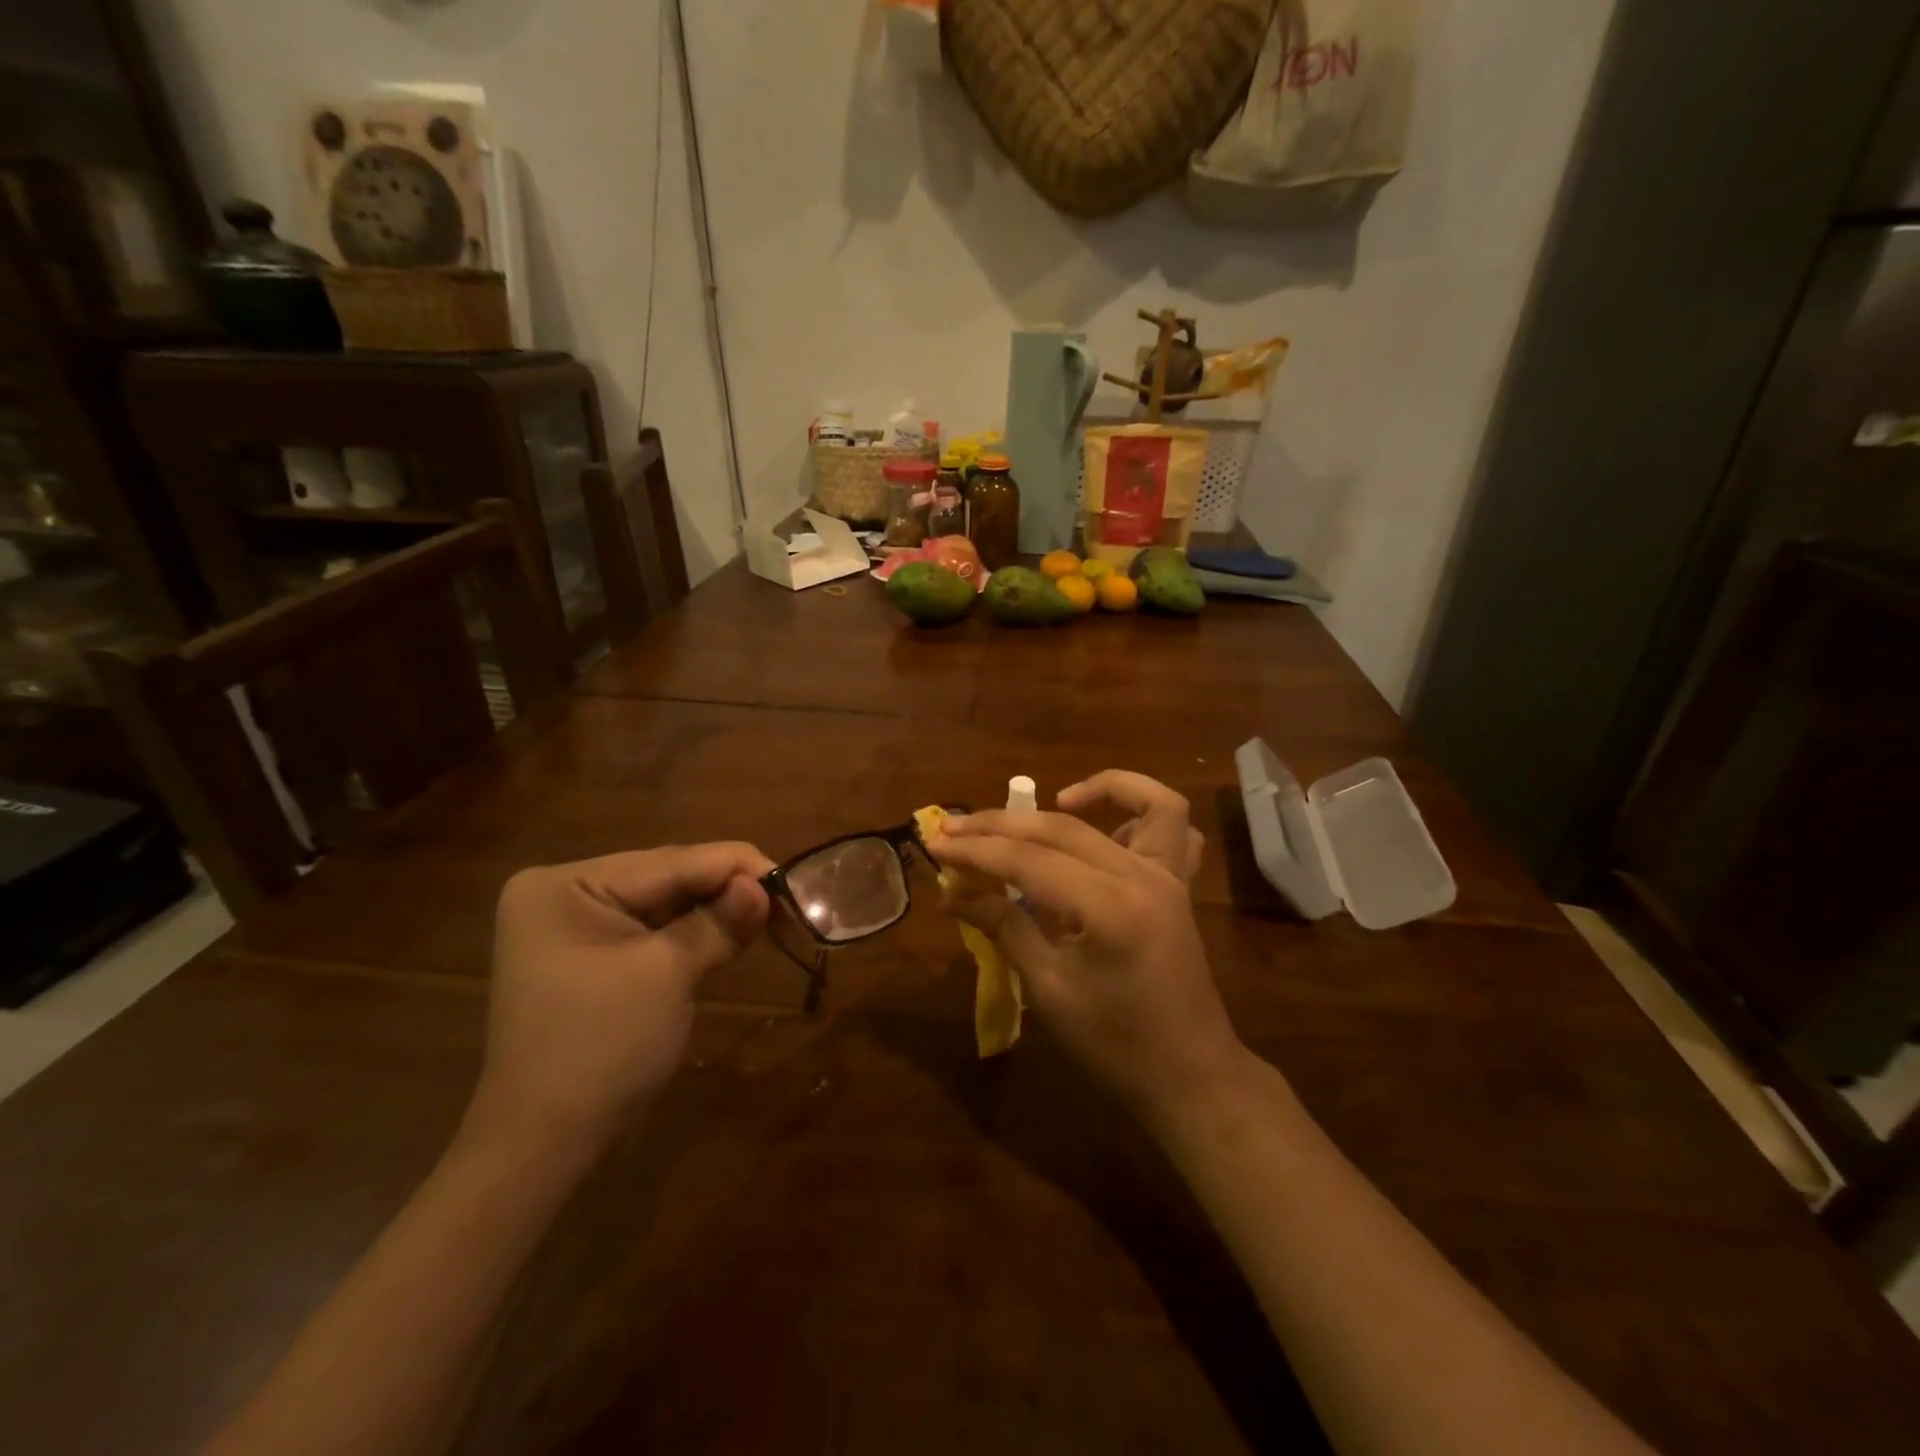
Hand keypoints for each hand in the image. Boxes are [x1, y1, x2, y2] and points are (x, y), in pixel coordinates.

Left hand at [468, 843, 774, 1160]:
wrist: (543, 1150)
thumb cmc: (600, 1051)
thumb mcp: (667, 976)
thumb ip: (719, 922)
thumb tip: (766, 887)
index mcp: (565, 885)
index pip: (669, 861)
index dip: (736, 866)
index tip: (792, 878)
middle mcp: (565, 894)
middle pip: (667, 878)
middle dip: (728, 889)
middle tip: (790, 901)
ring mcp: (576, 928)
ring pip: (666, 904)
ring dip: (716, 911)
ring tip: (772, 915)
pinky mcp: (593, 958)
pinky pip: (655, 931)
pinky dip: (695, 932)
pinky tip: (733, 932)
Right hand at [928, 784, 1244, 1123]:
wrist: (1190, 1076)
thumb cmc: (1115, 1045)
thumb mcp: (1049, 989)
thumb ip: (1005, 927)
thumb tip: (953, 893)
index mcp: (1108, 907)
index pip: (1028, 860)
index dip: (976, 850)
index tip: (934, 843)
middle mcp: (1142, 877)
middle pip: (1062, 829)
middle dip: (1002, 824)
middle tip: (954, 827)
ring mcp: (1169, 877)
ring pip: (1144, 805)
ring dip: (1102, 788)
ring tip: (1055, 799)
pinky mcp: (1179, 886)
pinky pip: (1175, 831)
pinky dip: (1142, 812)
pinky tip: (1105, 828)